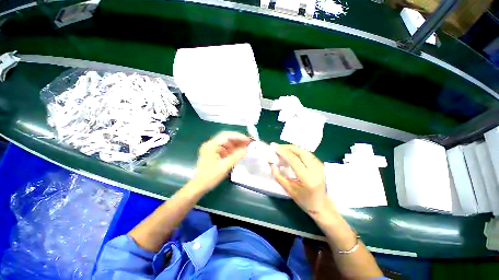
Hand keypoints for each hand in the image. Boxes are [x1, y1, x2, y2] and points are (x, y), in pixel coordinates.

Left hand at [191, 131, 250, 192]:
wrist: (199, 186)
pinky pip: (225, 148)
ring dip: (236, 144)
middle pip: (226, 138)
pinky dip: (232, 149)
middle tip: (248, 142)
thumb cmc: (210, 177)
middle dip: (238, 140)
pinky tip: (239, 152)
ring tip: (246, 147)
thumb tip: (247, 150)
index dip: (238, 136)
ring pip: (226, 143)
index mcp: (211, 145)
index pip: (226, 135)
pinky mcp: (213, 153)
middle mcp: (211, 144)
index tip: (248, 140)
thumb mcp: (225, 166)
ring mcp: (211, 148)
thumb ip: (236, 156)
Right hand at [272, 145, 331, 216]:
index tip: (273, 146)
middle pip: (300, 152)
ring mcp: (320, 166)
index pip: (293, 159)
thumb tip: (272, 165)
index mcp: (308, 177)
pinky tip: (292, 154)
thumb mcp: (290, 190)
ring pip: (304, 151)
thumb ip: (279, 177)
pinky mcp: (321, 165)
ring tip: (283, 150)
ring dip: (293, 149)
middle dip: (287, 147)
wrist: (323, 206)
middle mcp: (316, 169)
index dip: (282, 152)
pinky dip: (298, 152)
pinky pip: (308, 154)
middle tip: (277, 147)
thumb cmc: (305, 201)